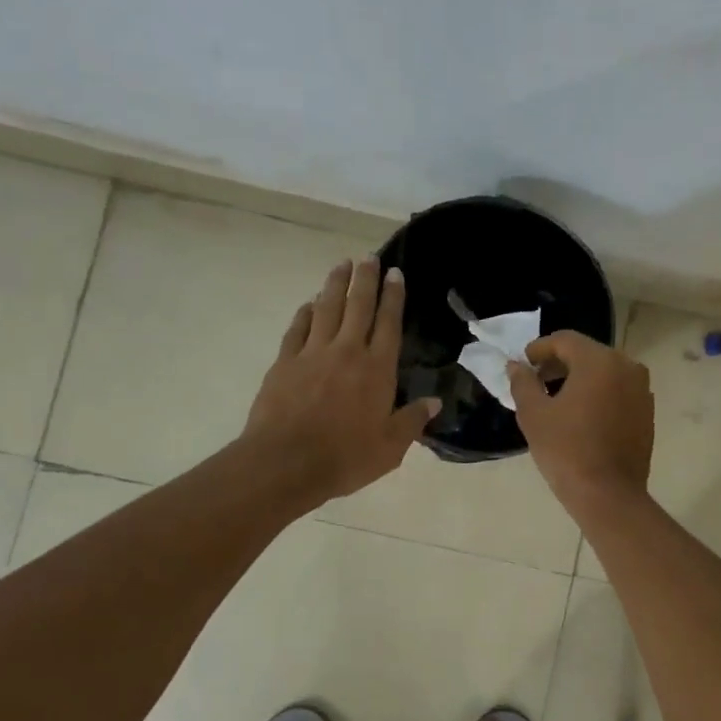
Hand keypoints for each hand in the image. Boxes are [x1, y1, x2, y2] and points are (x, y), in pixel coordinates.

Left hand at [243, 257, 439, 502]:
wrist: (286, 463)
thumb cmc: (345, 458)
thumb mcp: (391, 448)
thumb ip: (412, 421)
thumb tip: (435, 402)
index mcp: (377, 369)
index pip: (389, 324)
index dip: (393, 297)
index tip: (395, 273)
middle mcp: (347, 352)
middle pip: (358, 307)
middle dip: (365, 280)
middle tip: (368, 258)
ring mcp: (312, 353)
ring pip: (326, 309)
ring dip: (335, 285)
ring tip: (341, 265)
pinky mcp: (285, 362)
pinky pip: (297, 328)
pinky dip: (305, 312)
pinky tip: (309, 303)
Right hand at [507, 331, 653, 514]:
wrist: (608, 495)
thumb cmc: (566, 450)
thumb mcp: (534, 414)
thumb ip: (523, 382)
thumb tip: (516, 366)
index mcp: (599, 361)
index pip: (565, 340)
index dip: (540, 348)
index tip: (524, 363)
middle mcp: (627, 366)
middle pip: (587, 353)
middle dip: (560, 363)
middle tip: (536, 380)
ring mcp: (642, 390)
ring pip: (605, 372)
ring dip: (580, 378)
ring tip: (557, 399)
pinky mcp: (647, 412)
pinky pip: (618, 391)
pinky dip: (599, 394)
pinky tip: (582, 415)